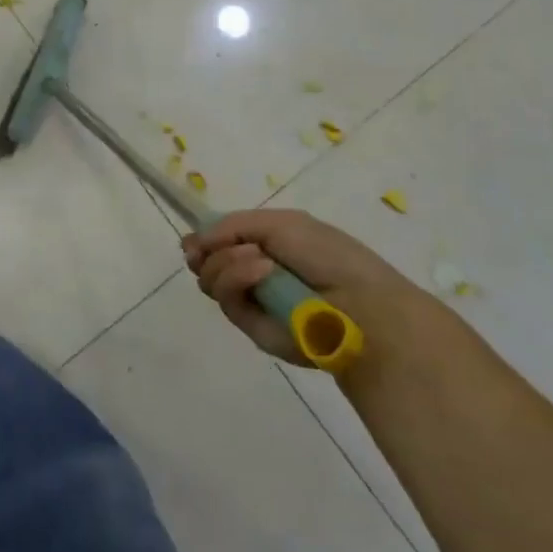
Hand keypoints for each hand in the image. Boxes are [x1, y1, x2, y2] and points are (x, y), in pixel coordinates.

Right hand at [183, 208, 435, 372]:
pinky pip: (226, 300)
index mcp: (264, 246)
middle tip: (211, 246)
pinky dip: (237, 279)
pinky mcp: (252, 328)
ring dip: (226, 262)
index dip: (203, 238)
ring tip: (259, 259)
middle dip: (205, 250)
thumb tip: (192, 241)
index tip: (194, 238)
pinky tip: (261, 271)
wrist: (360, 303)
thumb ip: (232, 225)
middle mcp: (253, 274)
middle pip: (205, 261)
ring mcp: (252, 302)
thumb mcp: (280, 223)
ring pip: (209, 279)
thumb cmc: (328, 255)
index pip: (220, 242)